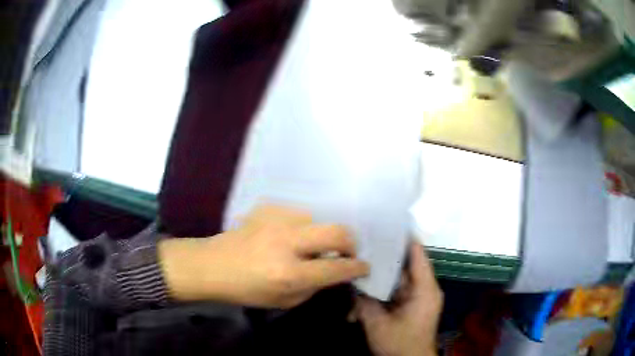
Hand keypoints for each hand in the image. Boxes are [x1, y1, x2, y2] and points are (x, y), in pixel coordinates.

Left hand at [159, 205, 369, 307]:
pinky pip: (297, 215)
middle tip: (345, 252)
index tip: (364, 267)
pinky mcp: (267, 209)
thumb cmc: (246, 290)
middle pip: (337, 232)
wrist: (213, 264)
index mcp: (289, 273)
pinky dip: (300, 227)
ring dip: (320, 235)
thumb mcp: (284, 300)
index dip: (357, 268)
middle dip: (350, 243)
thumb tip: (334, 270)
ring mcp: (276, 221)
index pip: (337, 268)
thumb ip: (314, 285)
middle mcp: (287, 243)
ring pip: (317, 220)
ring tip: (308, 246)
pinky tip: (287, 236)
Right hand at [355, 242, 442, 355]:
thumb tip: (353, 279)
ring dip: (379, 275)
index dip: (404, 237)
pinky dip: (380, 289)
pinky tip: (362, 290)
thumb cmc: (399, 344)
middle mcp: (424, 288)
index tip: (384, 223)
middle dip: (384, 255)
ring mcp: (417, 297)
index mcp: (425, 289)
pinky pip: (395, 290)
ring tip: (358, 263)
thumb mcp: (378, 324)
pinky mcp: (410, 304)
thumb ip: (364, 301)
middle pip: (405, 264)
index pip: (418, 254)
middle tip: (363, 242)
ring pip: (397, 278)